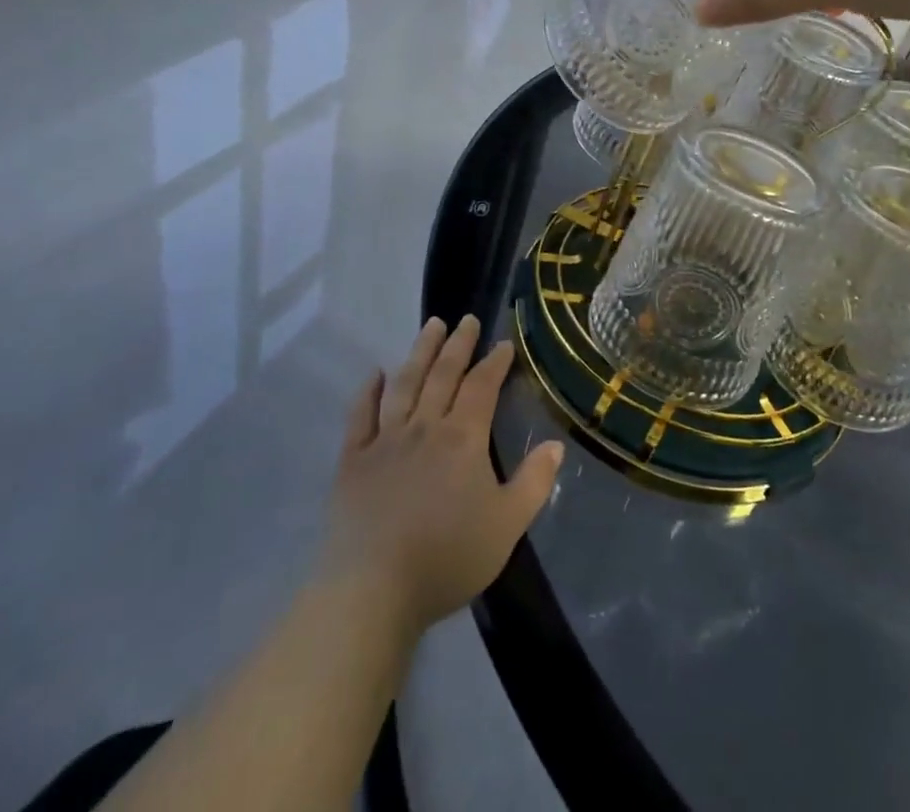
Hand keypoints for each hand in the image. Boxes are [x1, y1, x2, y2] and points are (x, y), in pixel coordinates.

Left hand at [317, 317, 563, 635]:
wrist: (373, 589)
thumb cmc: (447, 557)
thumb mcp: (507, 525)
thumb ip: (534, 482)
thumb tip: (556, 445)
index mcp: (463, 438)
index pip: (482, 387)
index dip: (494, 363)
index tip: (503, 343)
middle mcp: (424, 427)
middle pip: (443, 374)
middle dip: (458, 344)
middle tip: (465, 319)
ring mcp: (385, 440)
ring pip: (404, 384)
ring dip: (419, 352)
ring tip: (430, 326)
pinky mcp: (353, 461)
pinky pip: (360, 416)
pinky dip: (367, 391)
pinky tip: (374, 374)